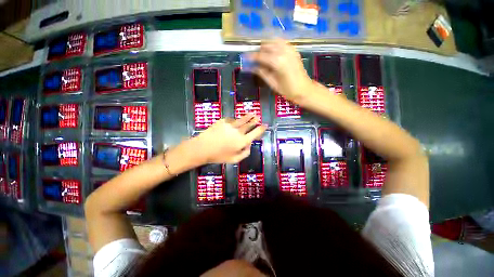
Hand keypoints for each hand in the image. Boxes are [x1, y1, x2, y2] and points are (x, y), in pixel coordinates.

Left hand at [194, 114, 266, 163]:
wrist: (202, 148)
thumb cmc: (218, 156)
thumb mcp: (234, 159)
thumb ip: (245, 153)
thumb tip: (249, 145)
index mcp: (242, 141)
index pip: (255, 133)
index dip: (261, 129)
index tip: (265, 125)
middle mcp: (238, 131)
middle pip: (249, 124)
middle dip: (255, 120)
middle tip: (258, 117)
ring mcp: (230, 125)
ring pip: (242, 119)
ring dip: (248, 116)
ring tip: (252, 113)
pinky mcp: (223, 121)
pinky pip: (232, 119)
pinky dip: (235, 120)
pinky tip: (236, 120)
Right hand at [248, 39, 312, 102]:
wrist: (304, 89)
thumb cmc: (288, 90)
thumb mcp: (273, 84)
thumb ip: (262, 73)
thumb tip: (252, 67)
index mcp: (277, 62)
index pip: (260, 56)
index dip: (251, 57)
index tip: (245, 58)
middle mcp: (283, 52)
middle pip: (266, 45)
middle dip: (258, 50)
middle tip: (254, 58)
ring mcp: (290, 49)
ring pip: (274, 41)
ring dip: (266, 46)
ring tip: (262, 55)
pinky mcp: (294, 50)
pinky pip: (282, 42)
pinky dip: (275, 45)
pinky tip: (272, 52)